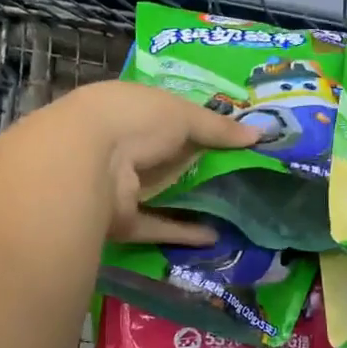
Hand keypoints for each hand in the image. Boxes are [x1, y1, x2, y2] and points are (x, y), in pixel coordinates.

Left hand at [36, 80, 260, 245]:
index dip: (194, 124)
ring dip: (187, 201)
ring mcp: (117, 186)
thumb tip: (260, 134)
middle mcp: (119, 146)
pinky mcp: (120, 221)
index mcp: (128, 110)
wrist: (86, 162)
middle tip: (238, 175)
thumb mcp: (184, 114)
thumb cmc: (135, 120)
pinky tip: (213, 237)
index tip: (228, 136)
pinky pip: (156, 226)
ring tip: (229, 207)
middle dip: (194, 166)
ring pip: (158, 194)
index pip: (164, 116)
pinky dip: (181, 231)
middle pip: (163, 158)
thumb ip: (220, 128)